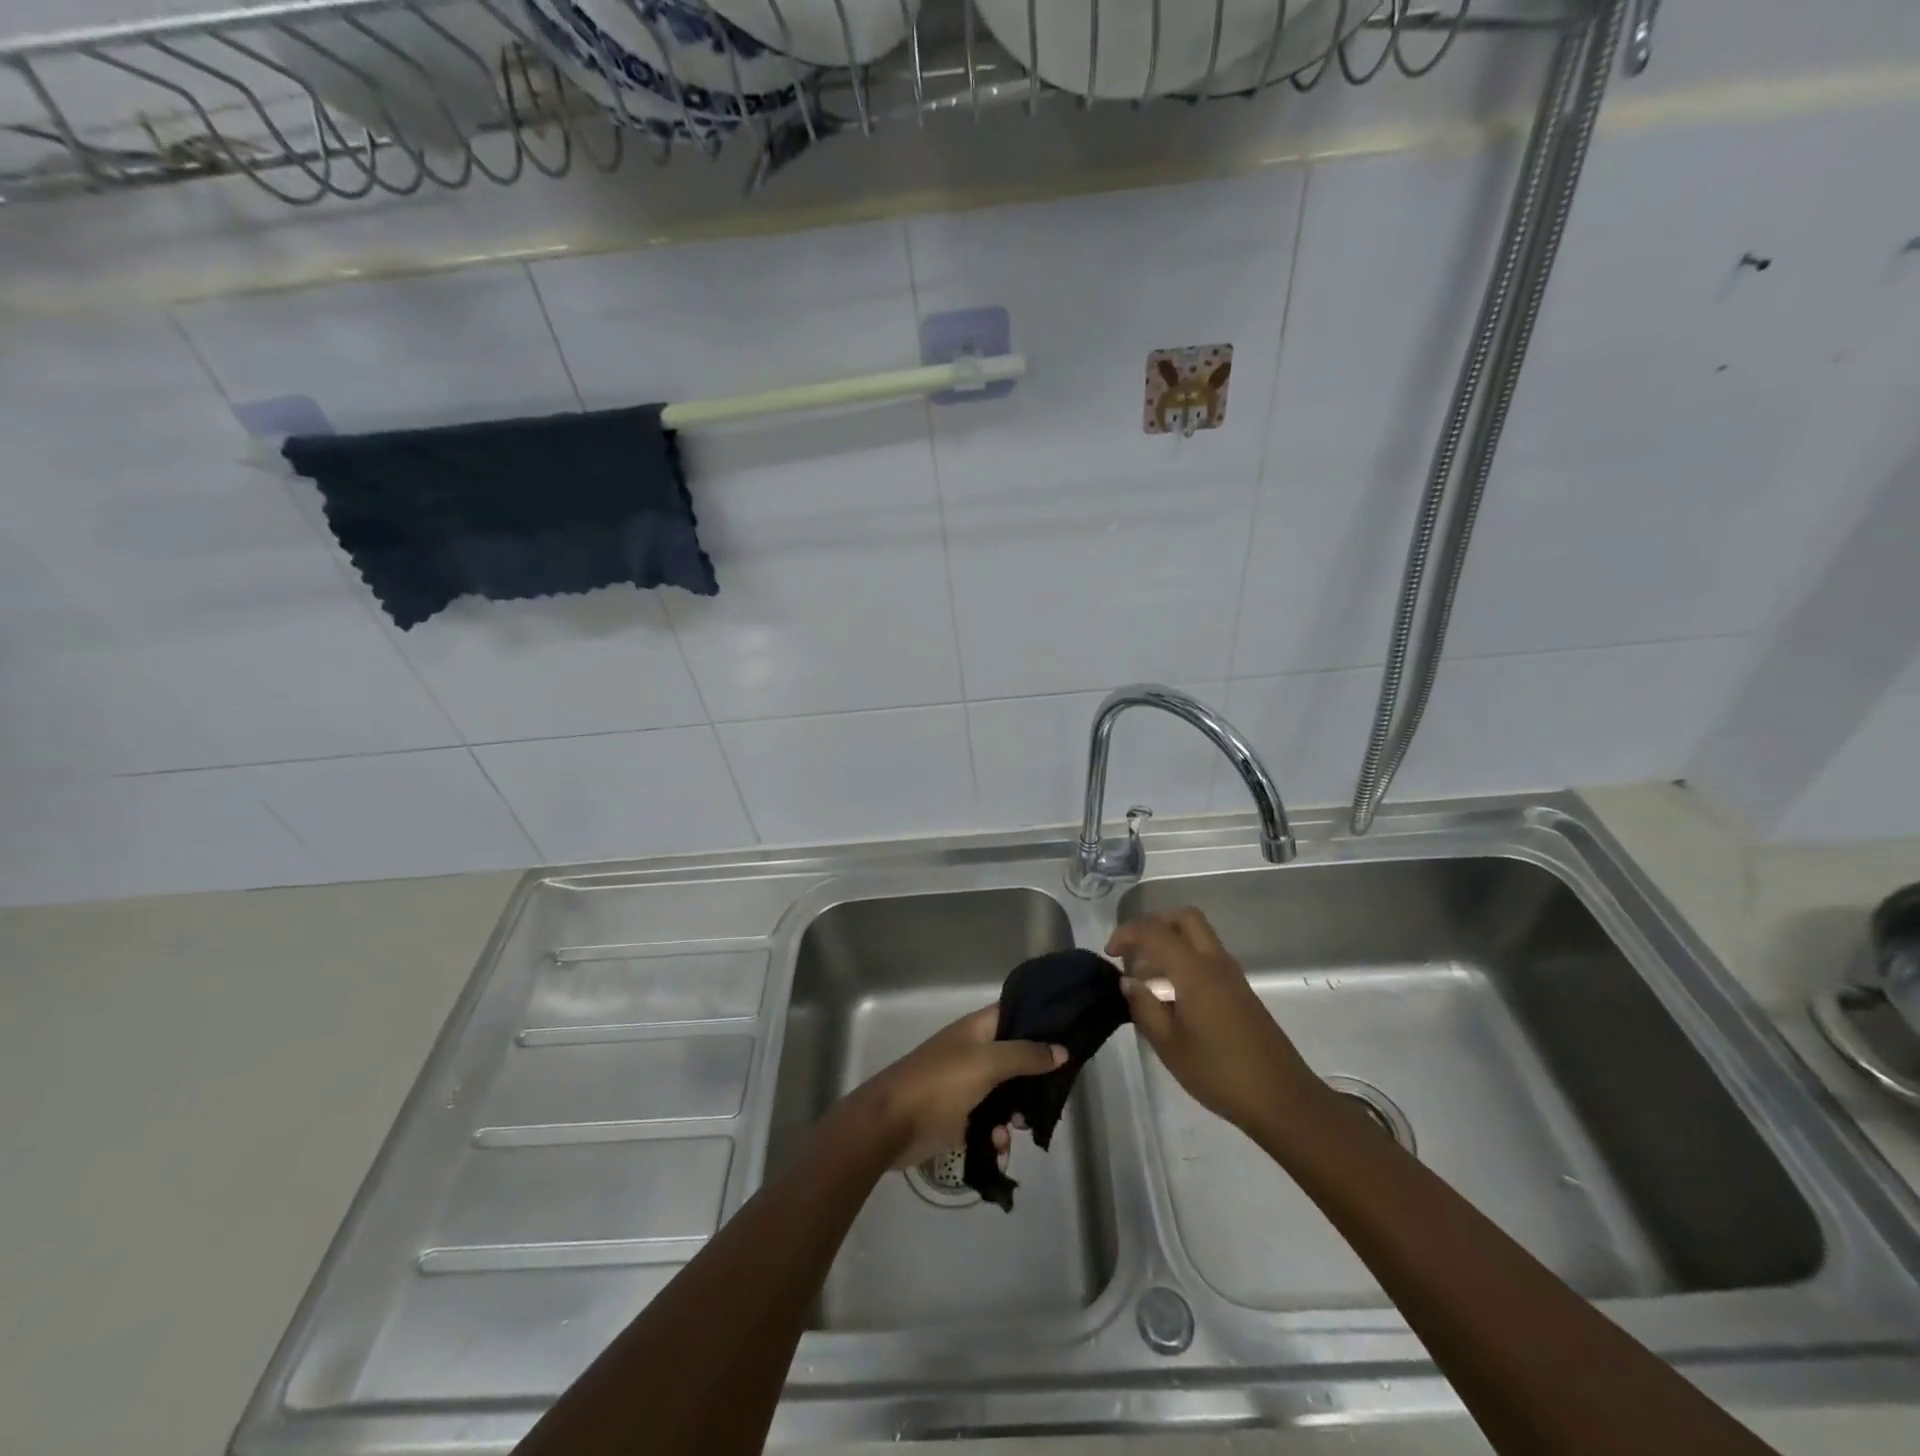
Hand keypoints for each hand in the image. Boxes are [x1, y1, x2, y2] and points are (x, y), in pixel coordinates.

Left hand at [850, 1006, 1065, 1168]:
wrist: (890, 1124)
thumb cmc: (939, 1083)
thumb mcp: (986, 1063)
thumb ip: (1025, 1055)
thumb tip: (1061, 1050)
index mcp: (977, 1029)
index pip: (1014, 1013)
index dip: (1039, 1020)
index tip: (1069, 1034)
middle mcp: (973, 1052)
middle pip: (1014, 1057)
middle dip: (1034, 1076)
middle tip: (1052, 1093)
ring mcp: (965, 1084)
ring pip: (1004, 1093)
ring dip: (1016, 1111)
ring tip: (1022, 1126)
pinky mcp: (958, 1116)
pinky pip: (988, 1122)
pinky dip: (996, 1133)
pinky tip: (998, 1146)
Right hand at [1108, 908, 1321, 1136]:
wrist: (1281, 1099)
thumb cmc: (1219, 1073)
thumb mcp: (1169, 1045)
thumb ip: (1144, 1007)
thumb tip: (1129, 981)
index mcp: (1195, 972)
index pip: (1155, 931)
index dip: (1127, 934)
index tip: (1110, 954)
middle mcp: (1215, 963)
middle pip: (1184, 918)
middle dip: (1153, 923)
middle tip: (1132, 950)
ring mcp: (1232, 975)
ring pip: (1197, 935)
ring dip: (1169, 942)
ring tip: (1146, 977)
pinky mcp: (1240, 990)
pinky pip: (1207, 956)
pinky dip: (1183, 959)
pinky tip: (1171, 994)